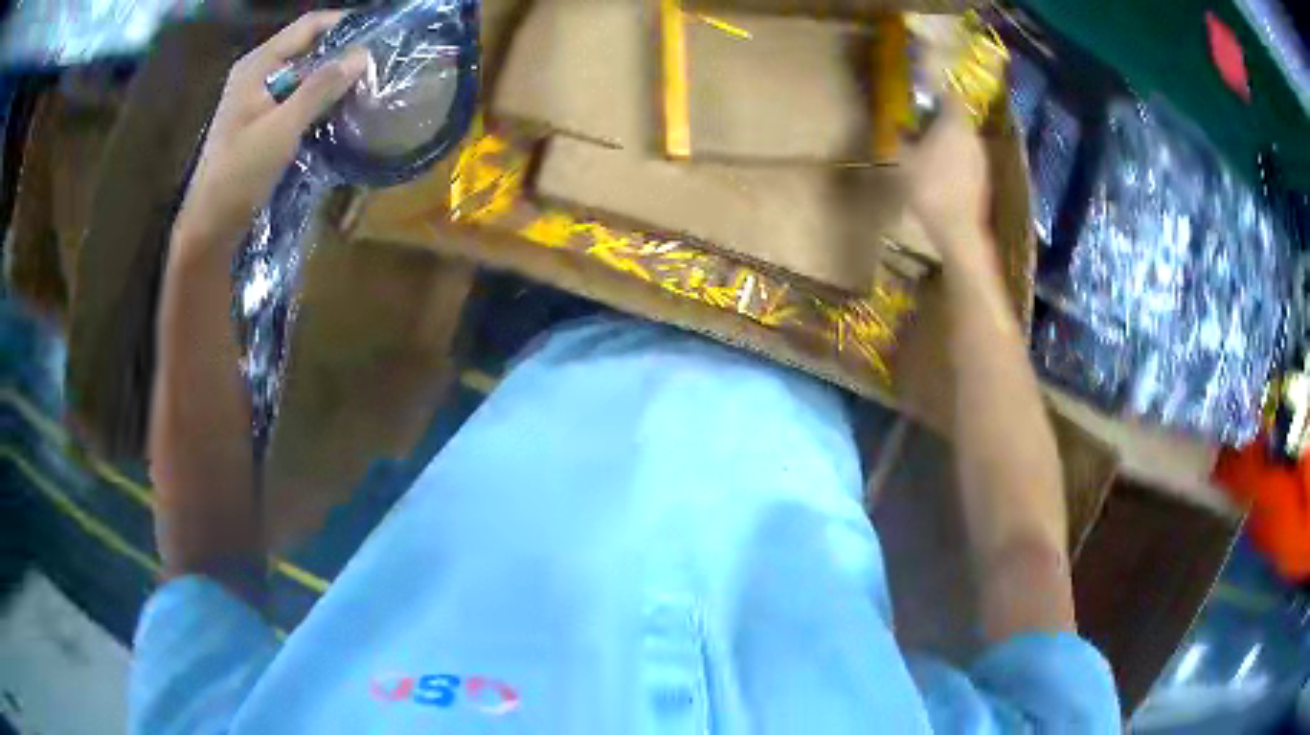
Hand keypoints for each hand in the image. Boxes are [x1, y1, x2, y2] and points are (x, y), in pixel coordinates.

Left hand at [172, 11, 367, 258]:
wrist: (209, 226)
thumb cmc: (239, 174)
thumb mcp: (282, 128)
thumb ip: (321, 88)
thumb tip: (363, 55)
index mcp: (257, 65)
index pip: (309, 25)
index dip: (344, 24)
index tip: (379, 34)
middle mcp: (257, 73)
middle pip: (307, 47)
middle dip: (341, 53)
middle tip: (376, 65)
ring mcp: (257, 98)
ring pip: (303, 74)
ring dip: (331, 79)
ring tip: (364, 87)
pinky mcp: (260, 121)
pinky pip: (295, 98)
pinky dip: (317, 100)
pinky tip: (338, 111)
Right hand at [901, 98, 990, 259]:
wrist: (958, 229)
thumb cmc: (928, 186)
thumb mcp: (904, 159)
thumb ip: (902, 136)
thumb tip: (899, 124)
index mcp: (953, 123)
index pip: (949, 96)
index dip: (935, 96)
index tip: (921, 101)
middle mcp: (972, 135)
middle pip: (956, 119)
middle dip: (940, 122)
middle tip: (920, 129)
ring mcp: (981, 158)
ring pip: (963, 140)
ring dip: (948, 143)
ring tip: (928, 154)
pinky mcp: (983, 179)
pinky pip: (967, 160)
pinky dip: (955, 161)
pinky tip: (941, 175)